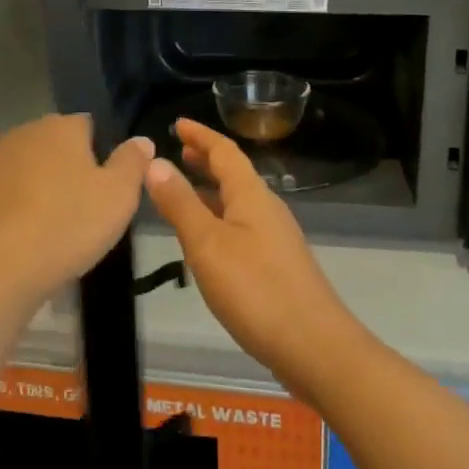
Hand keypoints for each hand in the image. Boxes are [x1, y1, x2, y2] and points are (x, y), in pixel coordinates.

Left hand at [0, 114, 154, 315]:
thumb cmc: (66, 225)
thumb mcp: (119, 195)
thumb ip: (133, 162)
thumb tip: (141, 140)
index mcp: (61, 126)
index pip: (90, 125)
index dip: (103, 154)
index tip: (109, 189)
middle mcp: (24, 133)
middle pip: (58, 147)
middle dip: (72, 172)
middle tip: (88, 213)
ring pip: (31, 172)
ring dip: (44, 192)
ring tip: (57, 232)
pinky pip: (8, 196)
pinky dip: (19, 211)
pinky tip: (27, 241)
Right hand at [145, 119, 359, 383]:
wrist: (313, 345)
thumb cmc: (256, 289)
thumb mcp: (207, 244)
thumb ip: (180, 204)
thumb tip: (155, 162)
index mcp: (251, 195)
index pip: (224, 151)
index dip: (200, 135)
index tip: (178, 123)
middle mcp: (266, 208)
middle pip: (234, 173)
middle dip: (206, 160)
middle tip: (179, 151)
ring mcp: (275, 237)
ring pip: (237, 201)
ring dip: (211, 190)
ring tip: (183, 191)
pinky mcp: (276, 265)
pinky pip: (241, 226)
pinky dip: (218, 218)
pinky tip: (206, 240)